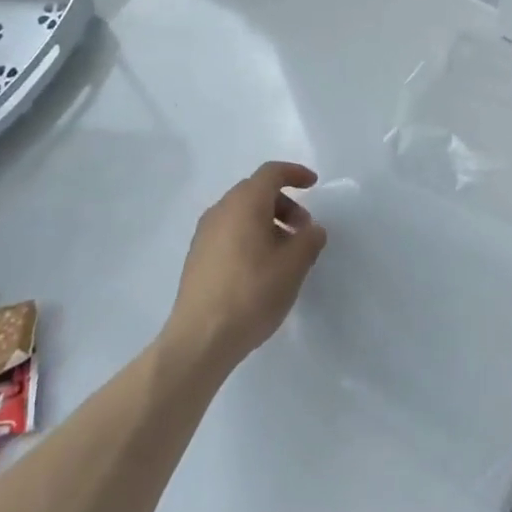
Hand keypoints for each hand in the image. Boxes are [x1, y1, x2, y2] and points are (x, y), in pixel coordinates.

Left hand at [164, 162, 327, 372]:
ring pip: (242, 213)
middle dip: (284, 203)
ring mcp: (205, 233)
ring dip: (267, 222)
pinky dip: (249, 236)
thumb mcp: (293, 266)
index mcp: (245, 203)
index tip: (314, 184)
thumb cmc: (252, 293)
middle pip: (256, 192)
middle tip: (303, 229)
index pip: (271, 173)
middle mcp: (221, 209)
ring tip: (285, 253)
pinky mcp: (197, 256)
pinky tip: (260, 268)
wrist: (200, 338)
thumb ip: (309, 239)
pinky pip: (229, 232)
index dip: (295, 173)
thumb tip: (312, 229)